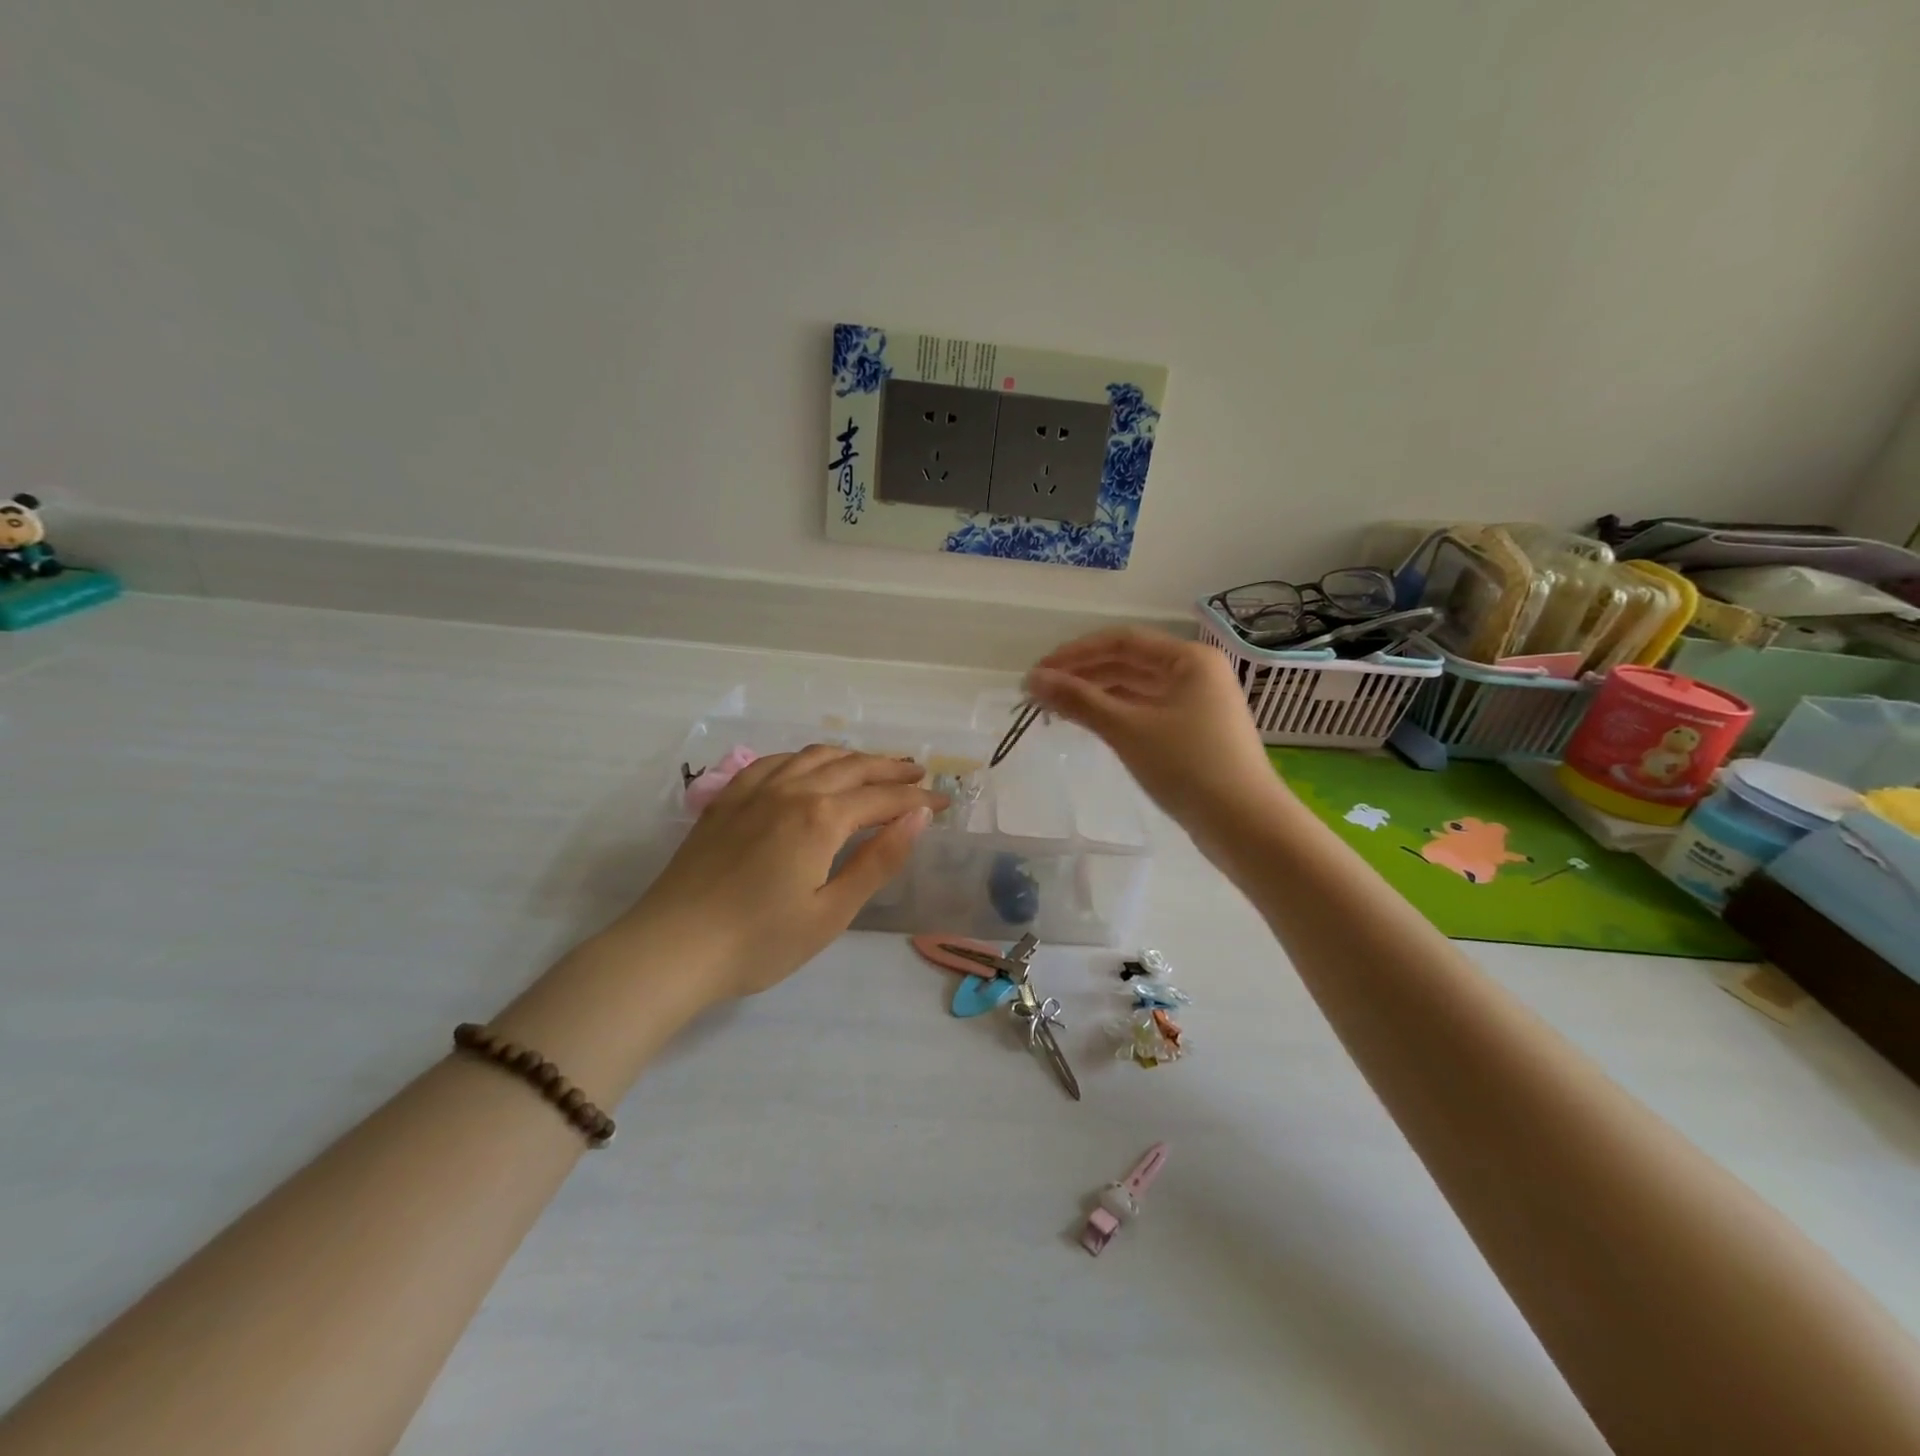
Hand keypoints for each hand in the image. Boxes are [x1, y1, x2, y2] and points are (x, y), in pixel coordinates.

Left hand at [620, 747, 947, 998]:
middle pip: (852, 768)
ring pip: (814, 757)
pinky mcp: (727, 799)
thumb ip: (878, 861)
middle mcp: (791, 790)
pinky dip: (805, 758)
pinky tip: (809, 767)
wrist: (672, 949)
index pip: (883, 799)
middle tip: (918, 775)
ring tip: (874, 765)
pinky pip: (775, 761)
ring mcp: (754, 789)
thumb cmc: (760, 942)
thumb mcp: (831, 912)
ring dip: (851, 757)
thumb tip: (918, 819)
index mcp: (821, 818)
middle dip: (890, 770)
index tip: (943, 803)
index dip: (917, 800)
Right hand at [1026, 627, 1285, 841]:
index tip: (1038, 673)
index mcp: (1189, 659)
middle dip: (1083, 674)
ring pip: (1137, 689)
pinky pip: (1147, 712)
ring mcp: (1198, 704)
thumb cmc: (1188, 767)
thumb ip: (1079, 701)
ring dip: (1097, 695)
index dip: (1075, 653)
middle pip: (1129, 662)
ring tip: (1058, 709)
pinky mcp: (1195, 734)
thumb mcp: (1127, 729)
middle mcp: (1196, 673)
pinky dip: (1117, 714)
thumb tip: (1032, 680)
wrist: (1246, 825)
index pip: (1121, 641)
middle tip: (1040, 694)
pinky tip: (1092, 725)